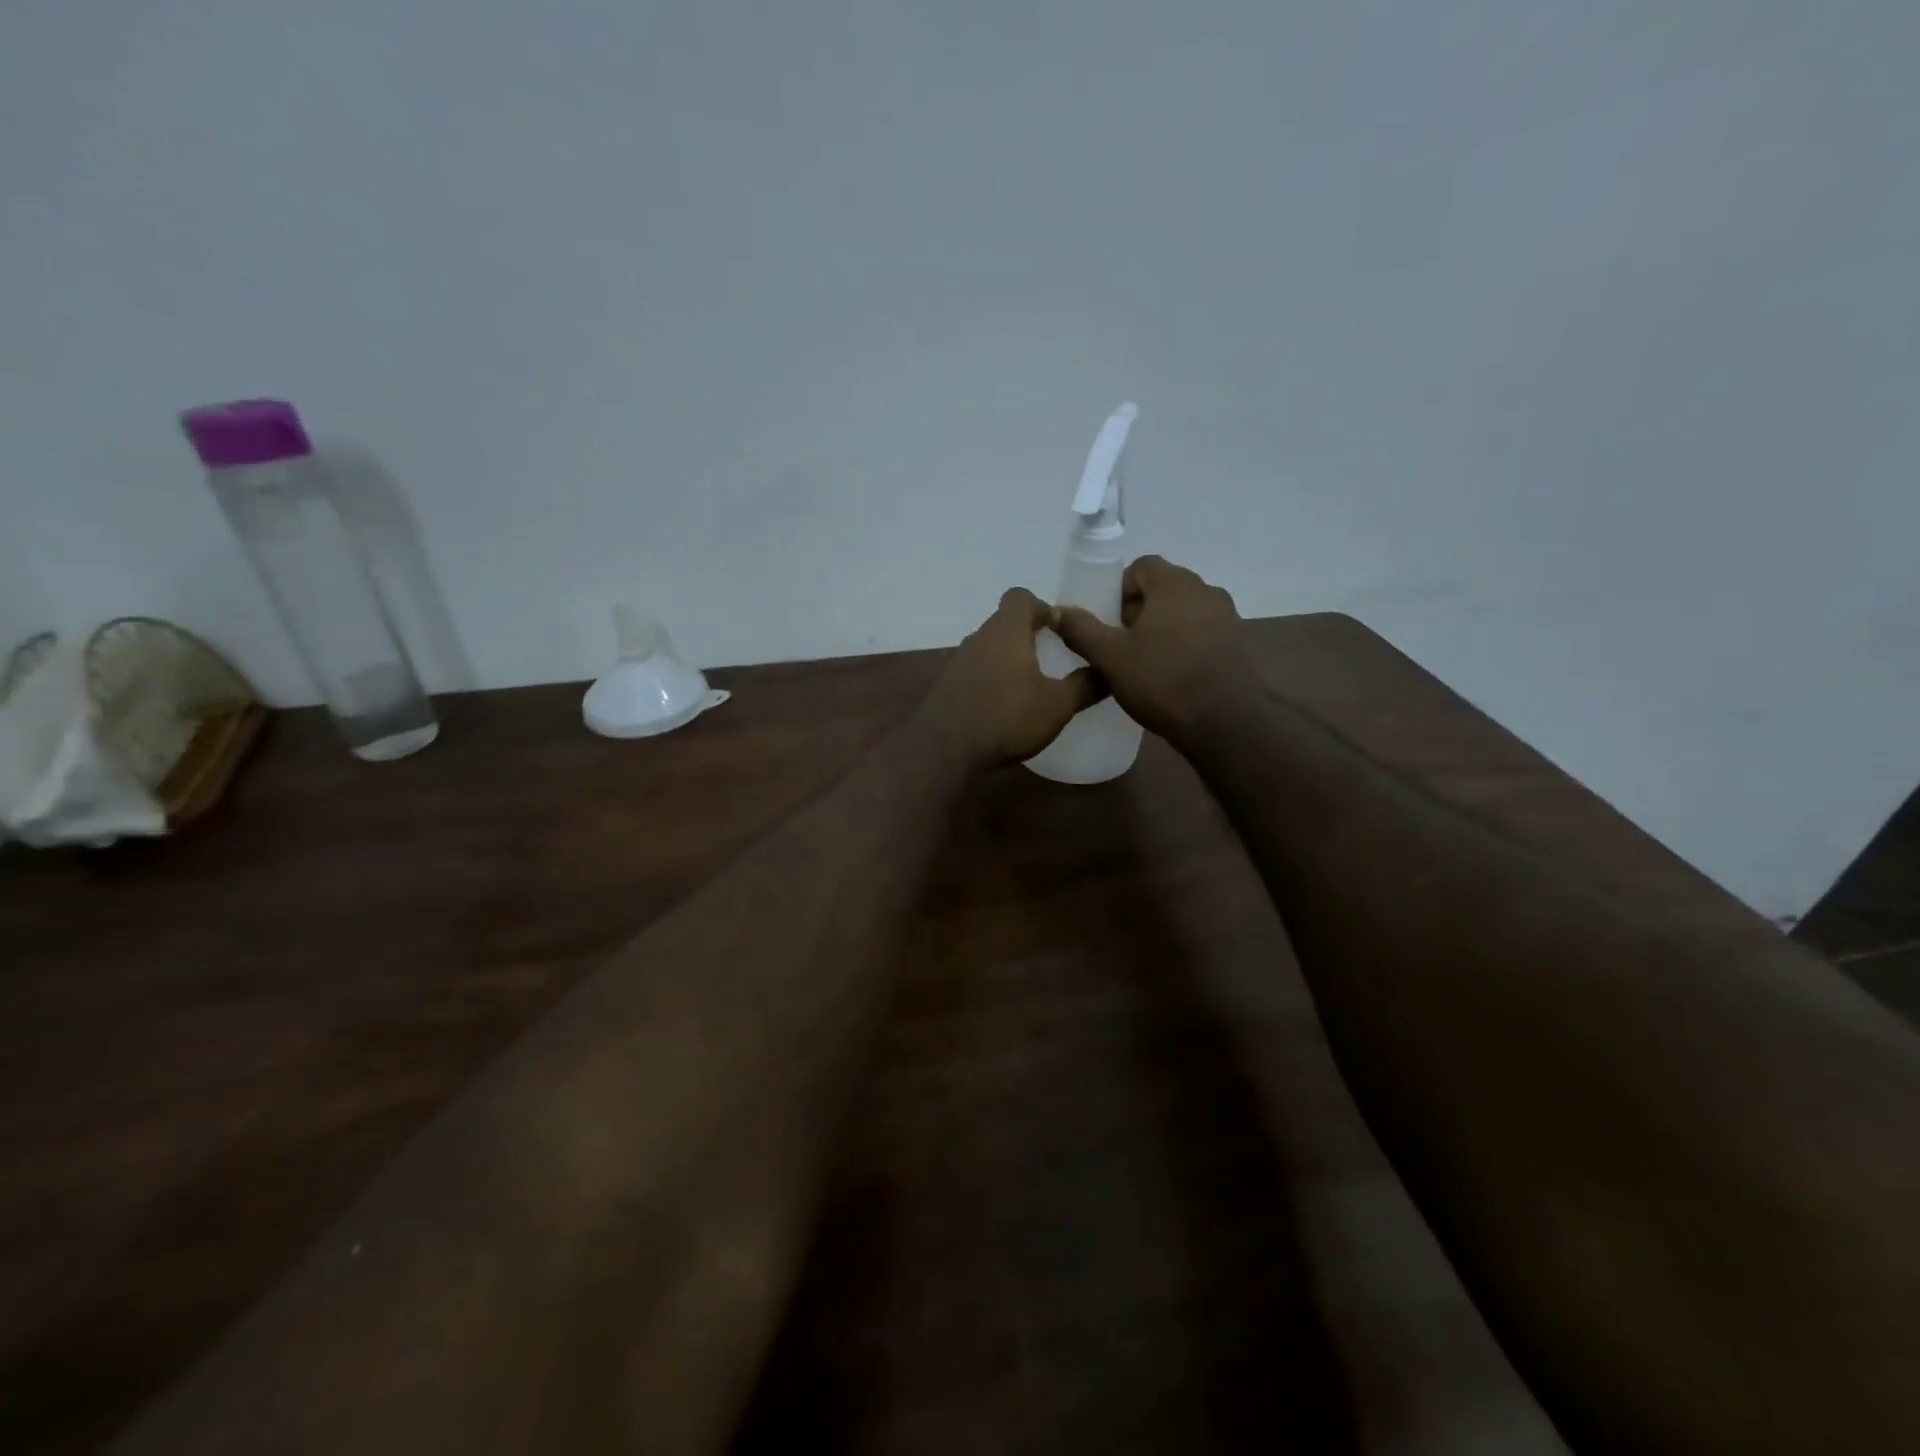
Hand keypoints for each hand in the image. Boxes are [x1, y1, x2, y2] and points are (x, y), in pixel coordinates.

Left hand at [920, 589, 1103, 769]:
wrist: (945, 749)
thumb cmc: (1007, 717)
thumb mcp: (1058, 705)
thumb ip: (1085, 685)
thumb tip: (1108, 671)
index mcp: (1006, 630)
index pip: (1021, 597)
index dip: (1042, 607)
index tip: (1060, 630)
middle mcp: (978, 638)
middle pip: (1005, 622)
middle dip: (1028, 636)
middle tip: (1052, 660)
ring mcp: (958, 661)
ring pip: (989, 648)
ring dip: (1009, 660)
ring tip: (1030, 686)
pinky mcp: (947, 686)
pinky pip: (975, 671)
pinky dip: (991, 680)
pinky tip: (1004, 707)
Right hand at [1053, 556, 1250, 744]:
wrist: (1226, 722)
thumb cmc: (1163, 681)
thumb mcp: (1111, 658)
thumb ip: (1082, 630)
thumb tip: (1058, 611)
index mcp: (1174, 584)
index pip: (1141, 566)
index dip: (1120, 591)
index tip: (1110, 623)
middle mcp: (1205, 590)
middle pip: (1163, 589)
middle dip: (1139, 612)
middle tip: (1123, 646)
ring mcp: (1227, 617)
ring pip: (1184, 612)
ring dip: (1163, 630)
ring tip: (1146, 664)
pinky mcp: (1238, 644)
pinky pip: (1203, 633)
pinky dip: (1185, 646)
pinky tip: (1173, 677)